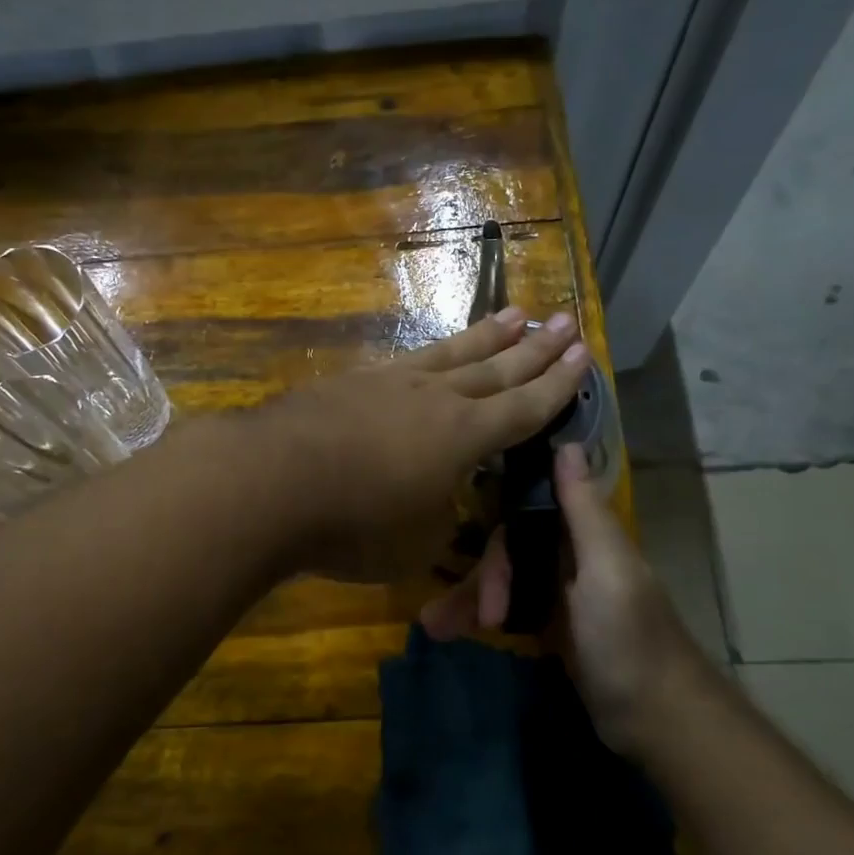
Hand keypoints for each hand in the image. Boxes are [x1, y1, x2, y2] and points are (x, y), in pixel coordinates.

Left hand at [261, 308, 590, 580]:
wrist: (269, 481)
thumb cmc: (353, 523)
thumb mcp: (416, 542)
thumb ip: (441, 518)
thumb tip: (442, 499)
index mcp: (464, 436)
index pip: (524, 407)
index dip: (557, 385)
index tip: (584, 354)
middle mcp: (434, 398)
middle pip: (496, 368)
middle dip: (535, 348)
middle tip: (566, 320)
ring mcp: (390, 382)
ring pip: (452, 353)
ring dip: (487, 335)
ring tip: (516, 312)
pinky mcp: (351, 382)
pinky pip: (407, 360)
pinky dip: (432, 353)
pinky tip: (431, 352)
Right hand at [422, 443, 707, 758]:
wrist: (654, 720)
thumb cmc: (629, 638)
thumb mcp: (606, 569)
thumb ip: (583, 510)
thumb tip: (567, 443)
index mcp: (585, 535)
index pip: (526, 508)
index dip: (497, 521)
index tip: (466, 544)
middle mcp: (569, 555)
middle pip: (508, 547)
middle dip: (482, 577)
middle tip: (470, 618)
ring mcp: (557, 592)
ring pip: (502, 579)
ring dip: (468, 600)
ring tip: (434, 627)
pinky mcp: (548, 625)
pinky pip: (504, 608)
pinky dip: (477, 617)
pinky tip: (449, 630)